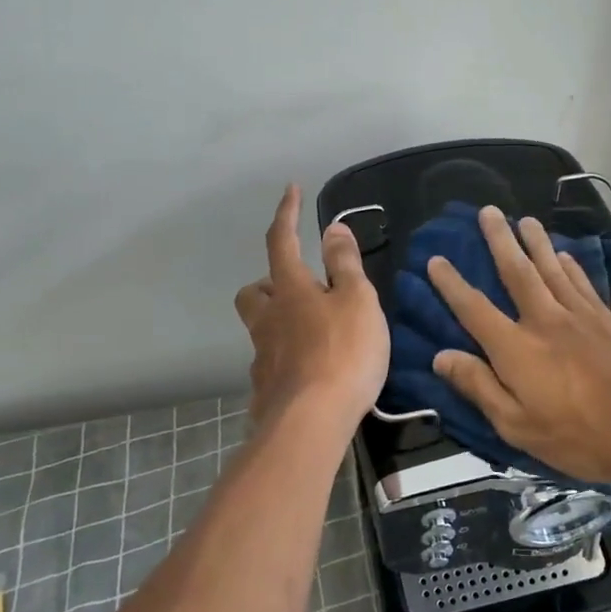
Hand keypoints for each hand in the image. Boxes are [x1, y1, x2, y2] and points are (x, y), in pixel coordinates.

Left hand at [234, 185, 387, 428]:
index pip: (282, 241)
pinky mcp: (266, 391)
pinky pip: (271, 364)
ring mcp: (262, 357)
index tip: (291, 189)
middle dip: (269, 283)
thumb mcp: (357, 301)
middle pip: (253, 292)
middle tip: (299, 288)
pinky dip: (286, 359)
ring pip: (259, 329)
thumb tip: (333, 227)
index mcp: (290, 290)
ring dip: (278, 322)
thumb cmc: (343, 352)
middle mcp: (267, 320)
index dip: (287, 214)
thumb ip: (345, 264)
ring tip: (310, 332)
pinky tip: (309, 372)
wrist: (312, 422)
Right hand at [427, 205, 610, 484]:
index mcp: (516, 349)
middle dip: (499, 240)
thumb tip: (441, 356)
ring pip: (551, 268)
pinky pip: (582, 282)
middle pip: (516, 272)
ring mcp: (580, 315)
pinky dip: (570, 264)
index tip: (435, 260)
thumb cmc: (583, 435)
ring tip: (524, 219)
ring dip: (535, 241)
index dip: (451, 284)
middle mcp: (544, 320)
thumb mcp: (519, 426)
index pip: (474, 309)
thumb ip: (480, 388)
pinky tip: (566, 254)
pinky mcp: (607, 319)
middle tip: (487, 211)